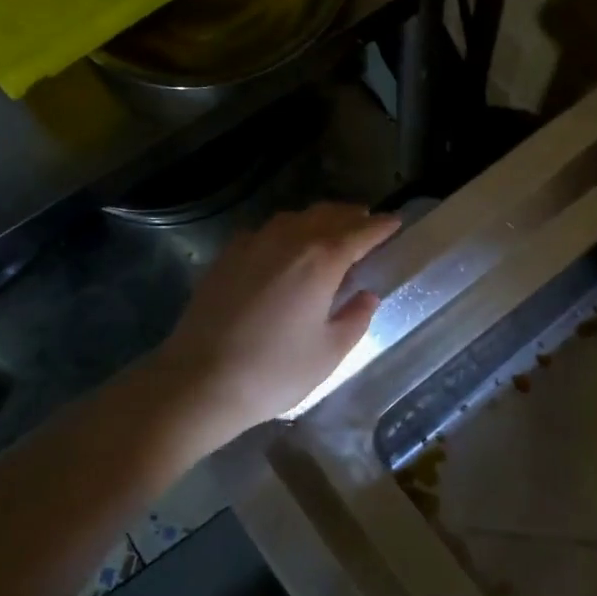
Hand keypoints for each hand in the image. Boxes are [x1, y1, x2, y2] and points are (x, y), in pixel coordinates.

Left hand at [157, 203, 400, 447]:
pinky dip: (285, 231)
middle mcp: (288, 240)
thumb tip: (367, 295)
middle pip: (327, 215)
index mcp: (321, 260)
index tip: (396, 221)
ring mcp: (253, 244)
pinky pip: (265, 231)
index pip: (360, 232)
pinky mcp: (227, 256)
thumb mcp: (329, 352)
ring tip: (330, 230)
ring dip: (318, 219)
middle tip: (366, 222)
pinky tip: (284, 247)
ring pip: (294, 218)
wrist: (200, 380)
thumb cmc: (274, 371)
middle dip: (351, 215)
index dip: (381, 225)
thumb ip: (355, 318)